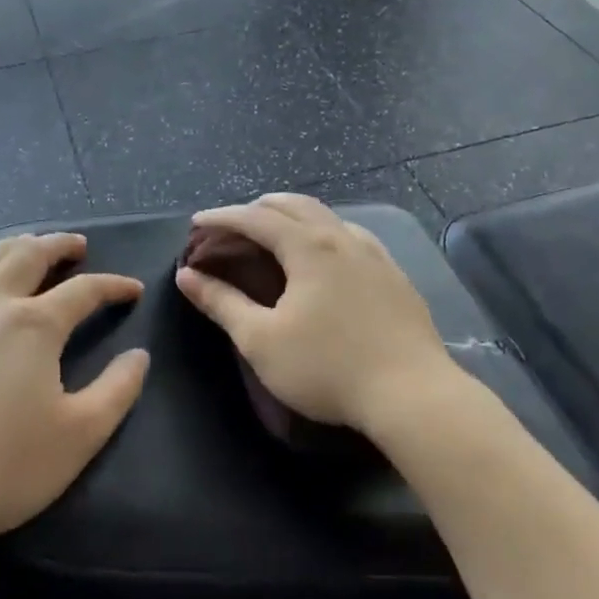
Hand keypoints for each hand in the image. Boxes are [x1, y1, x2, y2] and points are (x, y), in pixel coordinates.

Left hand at [0, 232, 148, 549]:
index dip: (113, 286)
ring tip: (22, 246)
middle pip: (28, 256)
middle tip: (75, 246)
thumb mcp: (80, 435)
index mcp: (35, 325)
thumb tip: (139, 355)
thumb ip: (118, 390)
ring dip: (7, 247)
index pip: (85, 291)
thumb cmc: (3, 467)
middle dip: (58, 246)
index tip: (131, 289)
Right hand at [174, 194, 452, 435]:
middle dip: (257, 208)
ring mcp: (374, 254)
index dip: (222, 217)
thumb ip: (222, 303)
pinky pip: (351, 236)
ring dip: (293, 217)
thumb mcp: (261, 340)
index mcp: (308, 247)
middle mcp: (342, 238)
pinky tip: (327, 255)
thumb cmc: (327, 368)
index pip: (256, 218)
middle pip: (294, 206)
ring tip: (276, 233)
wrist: (412, 393)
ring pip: (327, 217)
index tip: (196, 223)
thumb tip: (187, 276)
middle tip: (232, 224)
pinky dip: (324, 233)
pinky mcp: (394, 274)